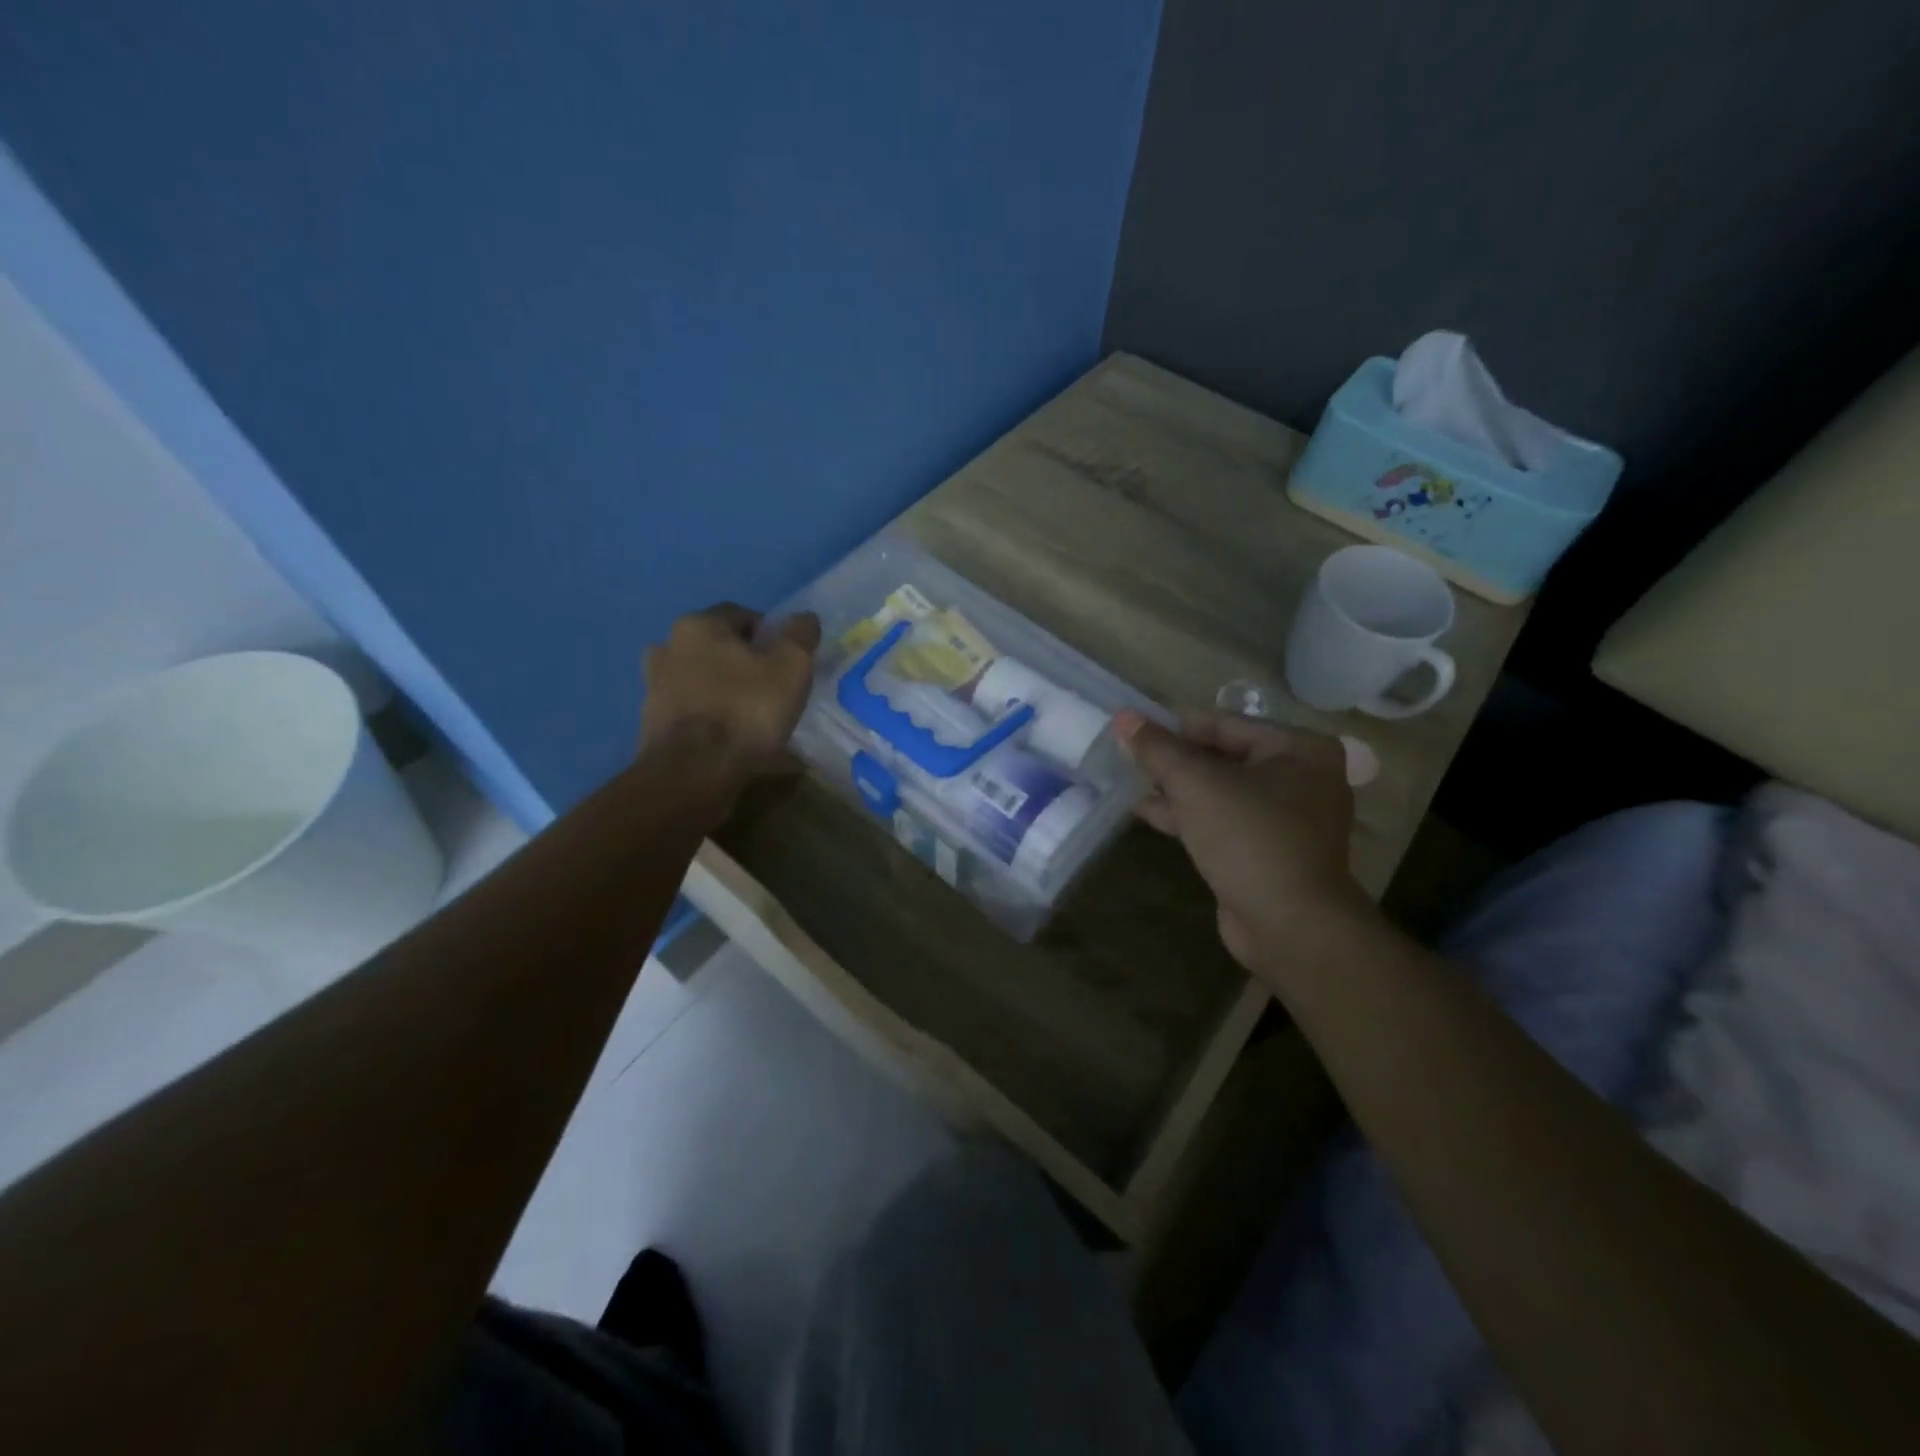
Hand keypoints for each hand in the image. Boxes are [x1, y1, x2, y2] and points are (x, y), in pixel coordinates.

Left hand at [640, 604, 821, 794]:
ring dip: (721, 687)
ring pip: (699, 676)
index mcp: (699, 625)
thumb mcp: (791, 667)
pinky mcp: (651, 721)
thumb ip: (800, 635)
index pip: (741, 615)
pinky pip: (689, 708)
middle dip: (742, 660)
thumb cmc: (746, 710)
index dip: (770, 634)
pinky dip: (707, 714)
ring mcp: (654, 685)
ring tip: (749, 713)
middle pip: (716, 645)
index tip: (788, 660)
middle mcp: (668, 645)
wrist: (694, 772)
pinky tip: (727, 734)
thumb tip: (804, 617)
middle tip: (771, 686)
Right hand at [1114, 708, 1367, 971]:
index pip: (1224, 724)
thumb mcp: (1195, 784)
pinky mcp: (1267, 852)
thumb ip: (1157, 749)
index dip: (1175, 725)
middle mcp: (1301, 778)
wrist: (1290, 926)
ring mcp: (1286, 819)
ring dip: (1176, 788)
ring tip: (1128, 780)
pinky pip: (1222, 821)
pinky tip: (1147, 811)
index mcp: (1298, 749)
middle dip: (1175, 759)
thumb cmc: (1249, 838)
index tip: (1133, 726)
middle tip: (1127, 754)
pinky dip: (1188, 815)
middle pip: (1223, 757)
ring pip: (1220, 792)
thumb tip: (1123, 716)